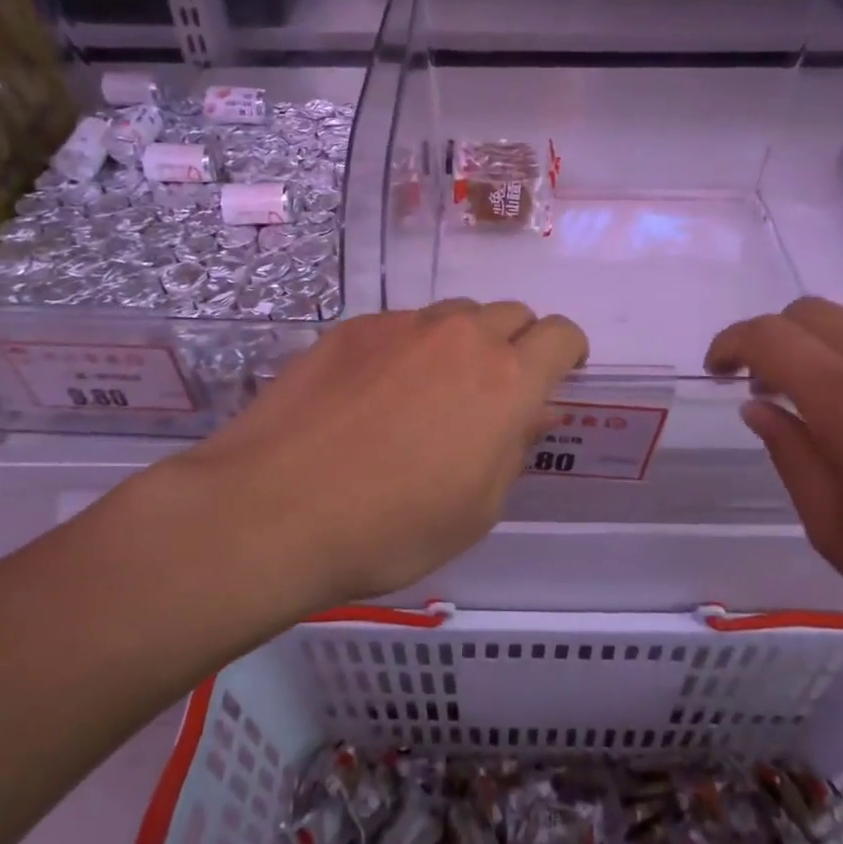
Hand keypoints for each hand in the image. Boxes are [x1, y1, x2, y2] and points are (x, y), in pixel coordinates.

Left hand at [167, 301, 587, 609]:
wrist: (275, 509)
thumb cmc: (391, 529)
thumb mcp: (476, 508)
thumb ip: (514, 448)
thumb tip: (535, 411)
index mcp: (506, 380)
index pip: (561, 335)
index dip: (568, 353)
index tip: (556, 377)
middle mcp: (460, 336)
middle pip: (510, 314)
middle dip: (516, 344)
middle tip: (492, 391)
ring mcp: (401, 326)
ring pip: (454, 315)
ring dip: (461, 343)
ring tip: (429, 392)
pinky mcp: (351, 328)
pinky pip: (400, 326)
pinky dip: (407, 348)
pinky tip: (374, 394)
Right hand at [706, 298, 842, 683]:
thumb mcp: (840, 536)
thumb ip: (791, 457)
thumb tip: (759, 406)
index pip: (769, 337)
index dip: (730, 344)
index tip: (717, 372)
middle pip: (811, 312)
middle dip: (773, 339)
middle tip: (768, 388)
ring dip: (826, 339)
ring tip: (828, 389)